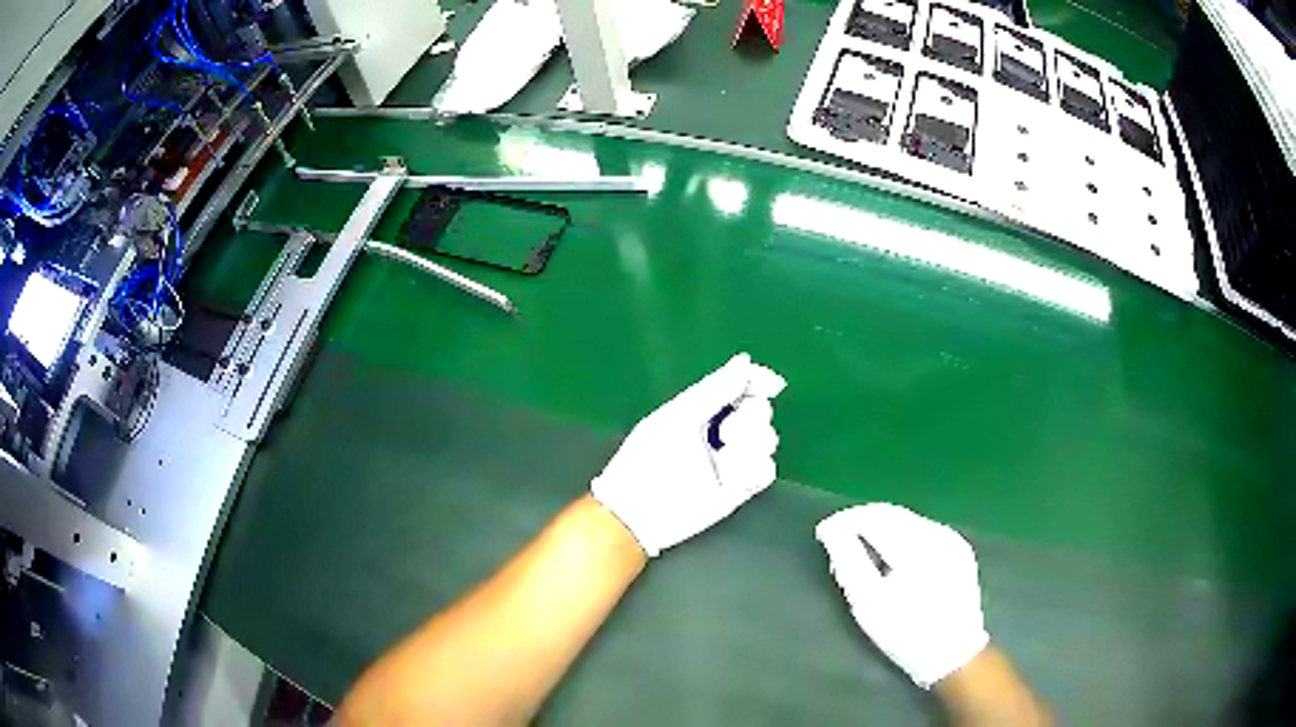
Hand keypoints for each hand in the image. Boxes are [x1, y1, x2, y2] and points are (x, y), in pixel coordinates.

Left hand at [591, 353, 785, 556]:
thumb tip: (745, 360)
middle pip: (759, 411)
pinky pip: (766, 470)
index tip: (771, 384)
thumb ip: (714, 389)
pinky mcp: (740, 488)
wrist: (640, 510)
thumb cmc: (648, 458)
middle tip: (727, 433)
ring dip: (752, 445)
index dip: (758, 381)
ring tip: (726, 459)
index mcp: (702, 409)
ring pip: (767, 440)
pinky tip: (733, 478)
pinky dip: (755, 470)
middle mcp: (720, 432)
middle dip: (751, 418)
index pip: (740, 387)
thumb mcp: (679, 417)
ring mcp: (731, 460)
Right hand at [815, 503, 988, 687]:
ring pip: (907, 519)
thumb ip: (848, 562)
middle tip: (838, 541)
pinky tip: (892, 557)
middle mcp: (938, 534)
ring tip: (862, 550)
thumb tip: (831, 530)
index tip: (823, 533)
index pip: (873, 517)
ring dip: (881, 528)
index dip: (844, 521)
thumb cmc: (905, 634)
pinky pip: (922, 530)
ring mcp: (952, 539)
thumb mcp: (868, 604)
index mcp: (916, 547)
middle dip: (861, 522)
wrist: (953, 653)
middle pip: (891, 514)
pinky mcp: (959, 548)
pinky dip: (901, 536)